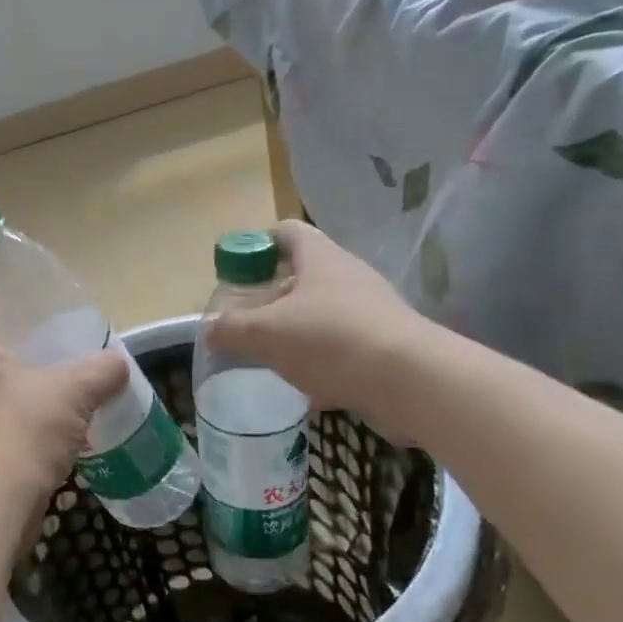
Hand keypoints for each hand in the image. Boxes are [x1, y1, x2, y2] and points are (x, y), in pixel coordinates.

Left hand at [0, 286, 129, 508]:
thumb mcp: (73, 389)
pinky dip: (38, 435)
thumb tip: (117, 365)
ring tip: (70, 400)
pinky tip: (70, 440)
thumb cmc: (23, 430)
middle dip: (10, 352)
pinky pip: (13, 437)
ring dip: (29, 397)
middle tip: (49, 353)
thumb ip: (101, 371)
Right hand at [206, 221, 437, 439]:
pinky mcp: (386, 344)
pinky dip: (322, 362)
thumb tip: (210, 329)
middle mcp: (348, 275)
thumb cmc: (330, 340)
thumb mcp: (265, 333)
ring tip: (271, 357)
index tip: (236, 272)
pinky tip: (308, 389)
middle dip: (271, 297)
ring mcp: (371, 310)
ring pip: (322, 313)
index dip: (257, 245)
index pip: (285, 232)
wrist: (412, 382)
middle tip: (246, 321)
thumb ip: (231, 329)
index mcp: (320, 257)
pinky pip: (343, 346)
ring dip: (295, 331)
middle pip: (302, 274)